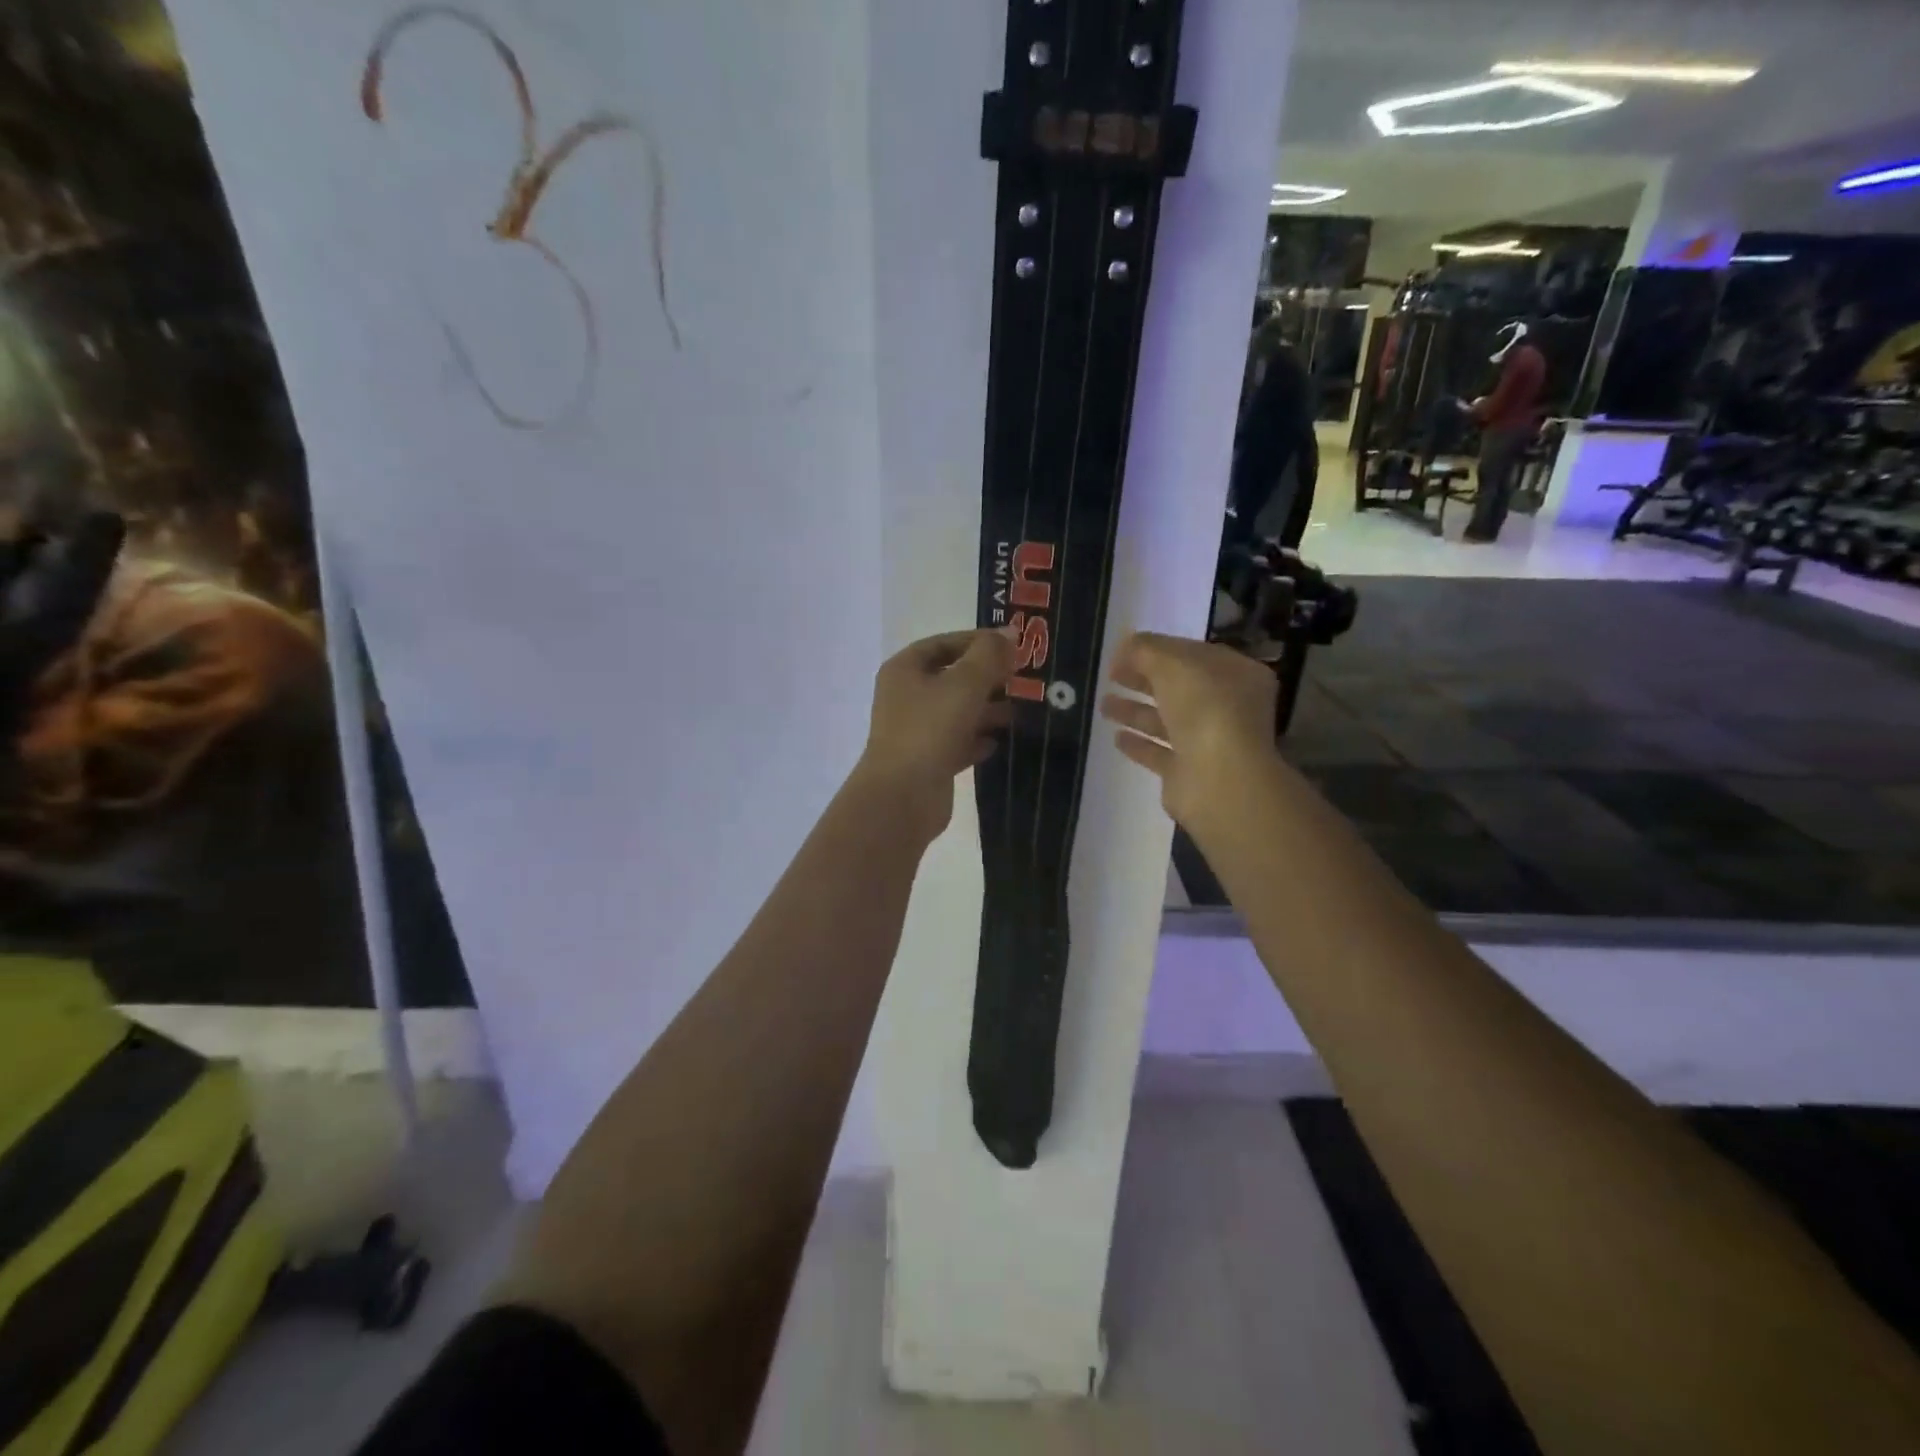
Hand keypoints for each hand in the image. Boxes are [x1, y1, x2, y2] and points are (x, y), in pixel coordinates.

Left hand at [853, 629, 1014, 842]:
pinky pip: (957, 742)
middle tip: (1023, 680)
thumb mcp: (965, 683)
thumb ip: (990, 656)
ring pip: (957, 711)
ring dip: (987, 709)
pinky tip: (1000, 742)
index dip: (979, 641)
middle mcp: (906, 696)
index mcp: (905, 669)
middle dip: (987, 678)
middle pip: (952, 677)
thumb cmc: (930, 729)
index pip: (945, 643)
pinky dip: (977, 739)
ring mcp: (916, 730)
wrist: (902, 797)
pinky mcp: (927, 760)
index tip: (1014, 647)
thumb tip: (1010, 633)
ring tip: (1020, 711)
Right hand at [1099, 631, 1277, 827]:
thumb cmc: (1204, 708)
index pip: (1193, 655)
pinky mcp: (1189, 772)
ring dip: (1135, 711)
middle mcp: (1228, 707)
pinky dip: (1140, 744)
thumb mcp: (1172, 663)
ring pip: (1167, 721)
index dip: (1157, 650)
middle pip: (1178, 688)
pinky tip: (1117, 738)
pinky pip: (1160, 752)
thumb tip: (1125, 647)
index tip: (1122, 652)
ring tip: (1103, 705)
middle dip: (1143, 680)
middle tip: (1110, 676)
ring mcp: (1209, 742)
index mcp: (1236, 674)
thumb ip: (1145, 650)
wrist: (1217, 778)